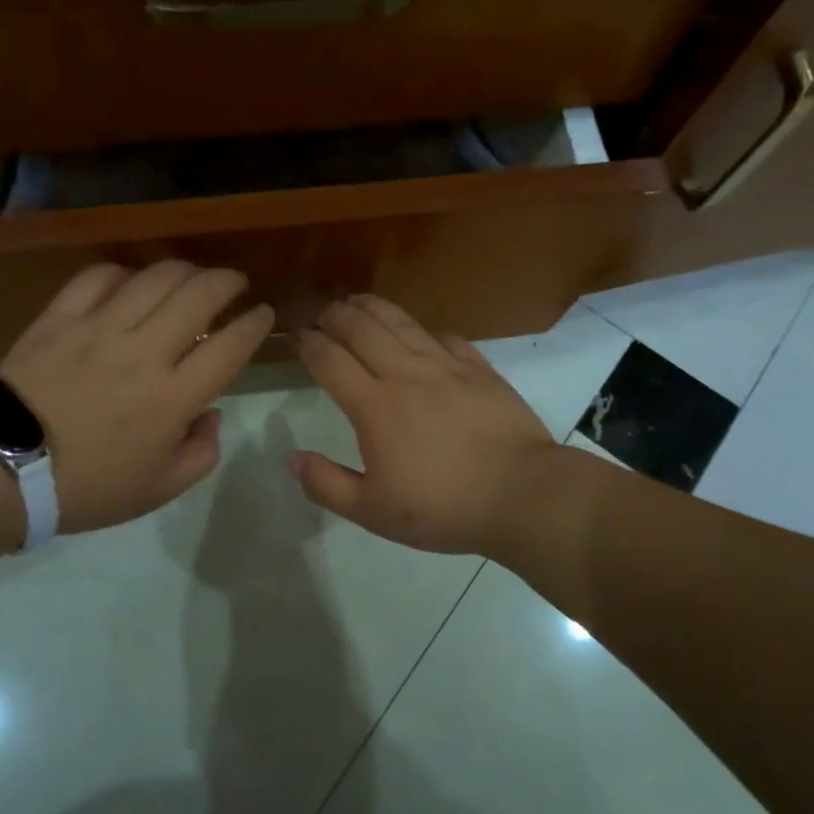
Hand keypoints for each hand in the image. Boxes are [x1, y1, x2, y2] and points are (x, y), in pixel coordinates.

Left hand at [0, 261, 273, 532]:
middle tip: (235, 283)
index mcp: (173, 398)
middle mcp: (144, 353)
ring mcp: (100, 329)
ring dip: (185, 270)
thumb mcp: (158, 490)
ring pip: (155, 277)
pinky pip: (99, 277)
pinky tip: (131, 282)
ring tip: (192, 277)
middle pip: (200, 295)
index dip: (255, 324)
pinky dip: (125, 272)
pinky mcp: (61, 317)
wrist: (2, 470)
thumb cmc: (87, 488)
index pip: (230, 346)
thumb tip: (210, 414)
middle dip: (228, 281)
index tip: (264, 314)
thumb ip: (200, 454)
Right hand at [288, 294, 557, 553]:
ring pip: (401, 323)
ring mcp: (446, 367)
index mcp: (374, 407)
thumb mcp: (373, 512)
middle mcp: (406, 375)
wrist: (522, 494)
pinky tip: (421, 332)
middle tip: (324, 314)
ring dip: (373, 308)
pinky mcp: (480, 369)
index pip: (330, 360)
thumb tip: (291, 457)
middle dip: (336, 316)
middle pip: (362, 329)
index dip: (309, 344)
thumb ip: (326, 485)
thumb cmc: (443, 508)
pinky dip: (425, 330)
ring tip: (358, 301)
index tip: (298, 337)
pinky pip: (446, 337)